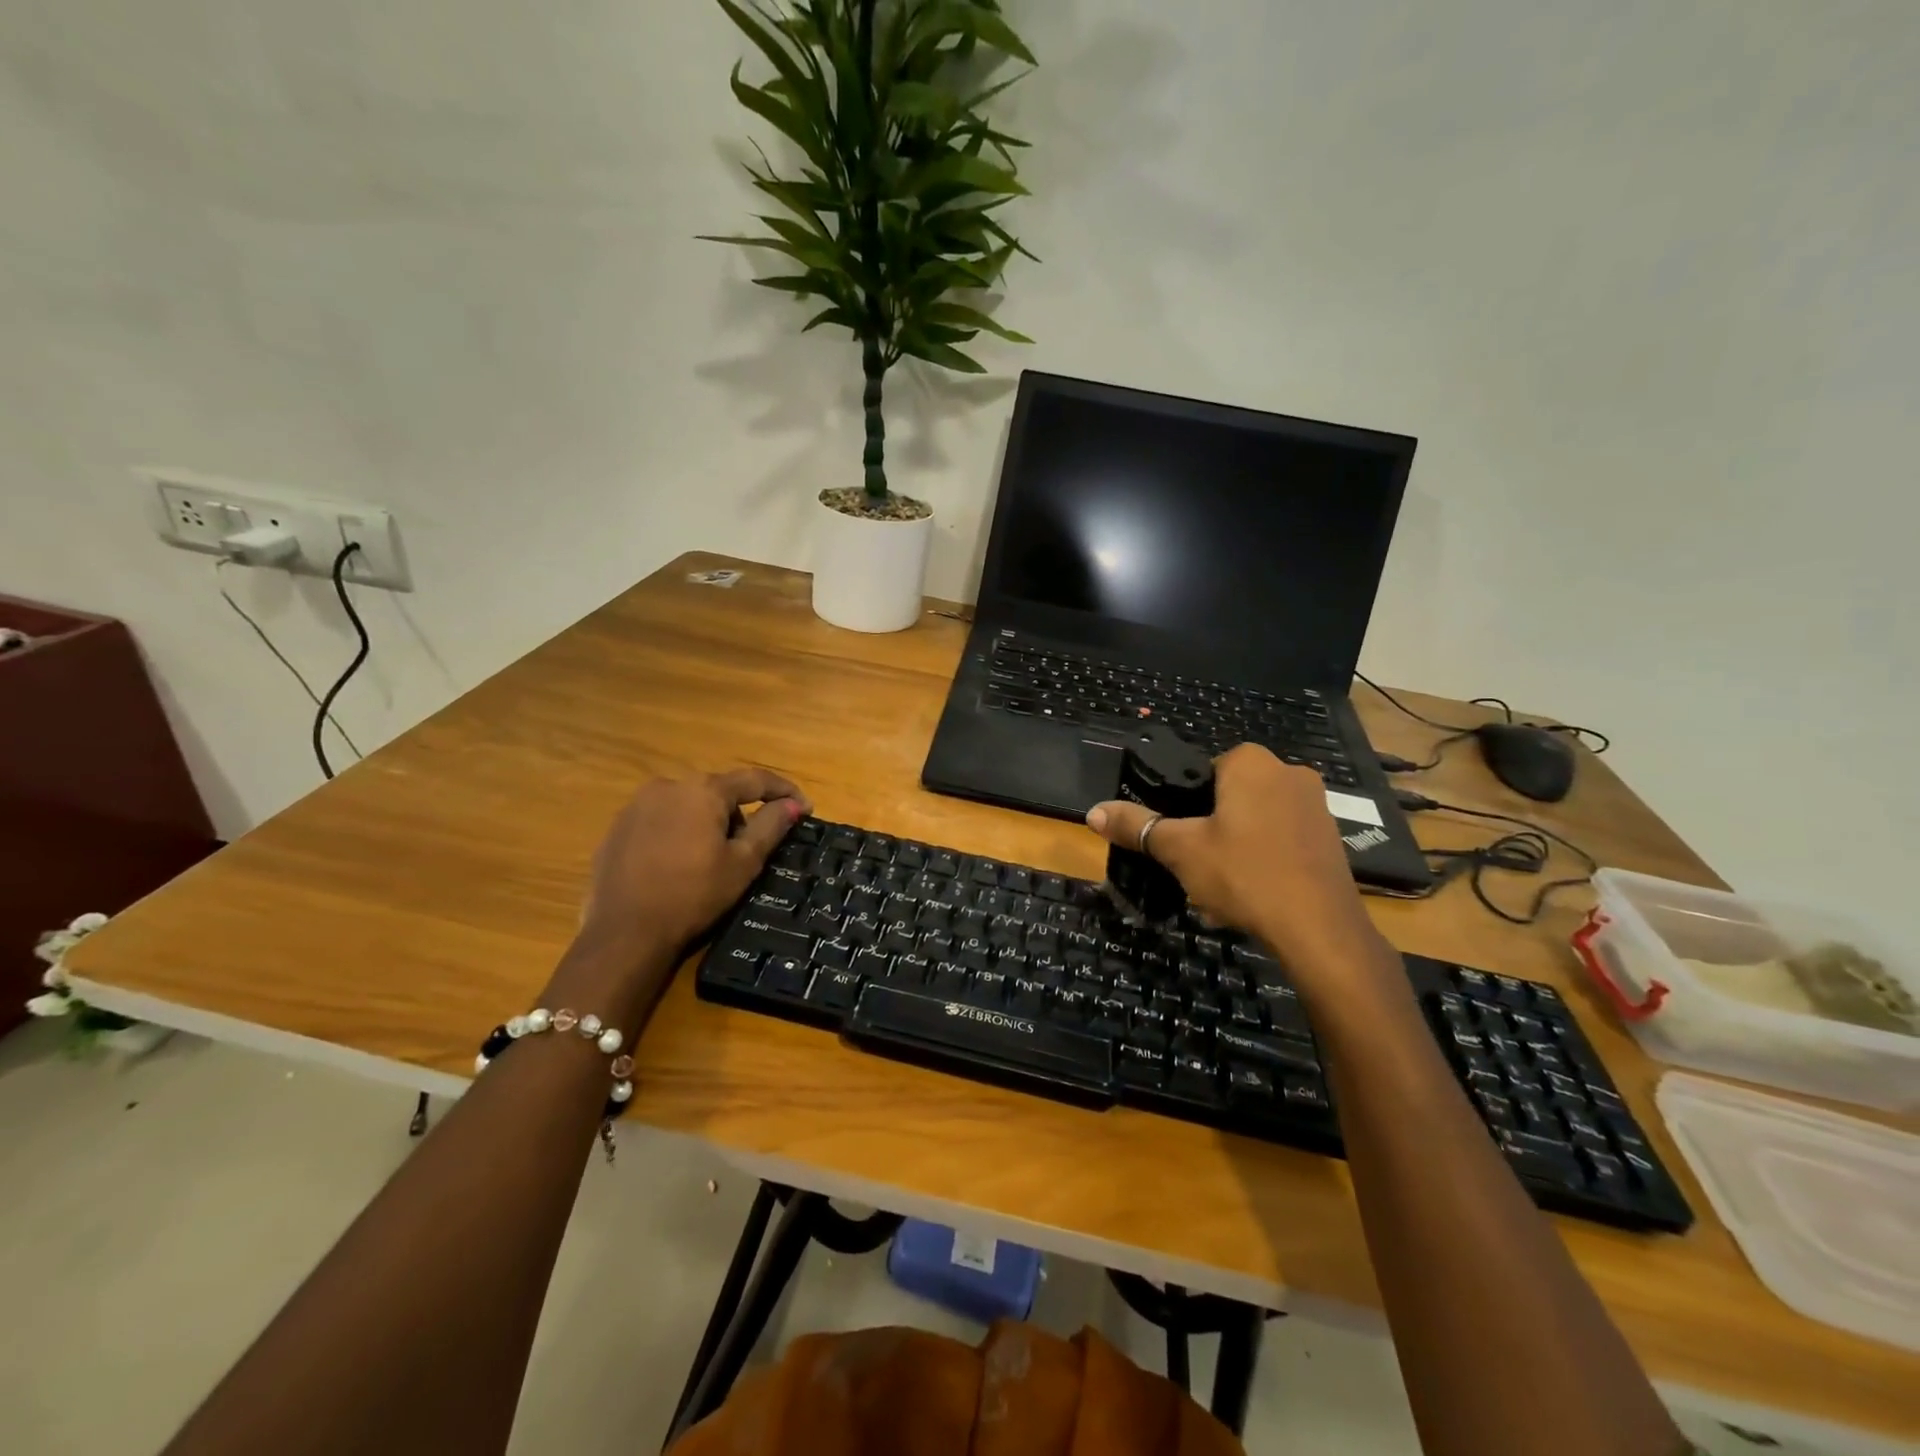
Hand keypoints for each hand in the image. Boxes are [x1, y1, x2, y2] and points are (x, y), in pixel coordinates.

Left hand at [554, 768, 809, 1025]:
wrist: (623, 933)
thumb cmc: (693, 895)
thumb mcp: (743, 863)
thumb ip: (770, 826)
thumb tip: (793, 804)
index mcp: (703, 790)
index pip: (755, 780)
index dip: (785, 791)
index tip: (806, 809)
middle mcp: (668, 785)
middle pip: (719, 791)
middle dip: (742, 813)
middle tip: (755, 847)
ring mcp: (637, 805)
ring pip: (689, 804)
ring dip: (709, 822)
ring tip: (714, 860)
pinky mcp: (618, 828)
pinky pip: (662, 820)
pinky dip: (680, 832)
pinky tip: (680, 864)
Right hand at [1085, 745, 1385, 982]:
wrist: (1320, 930)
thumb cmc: (1244, 875)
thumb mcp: (1180, 850)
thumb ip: (1137, 826)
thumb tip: (1093, 812)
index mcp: (1251, 763)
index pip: (1204, 769)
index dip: (1186, 803)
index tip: (1180, 836)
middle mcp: (1289, 772)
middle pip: (1231, 795)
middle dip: (1211, 826)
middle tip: (1196, 863)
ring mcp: (1316, 806)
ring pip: (1257, 819)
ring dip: (1236, 845)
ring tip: (1221, 886)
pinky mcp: (1331, 838)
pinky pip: (1283, 839)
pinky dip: (1264, 859)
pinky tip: (1253, 894)